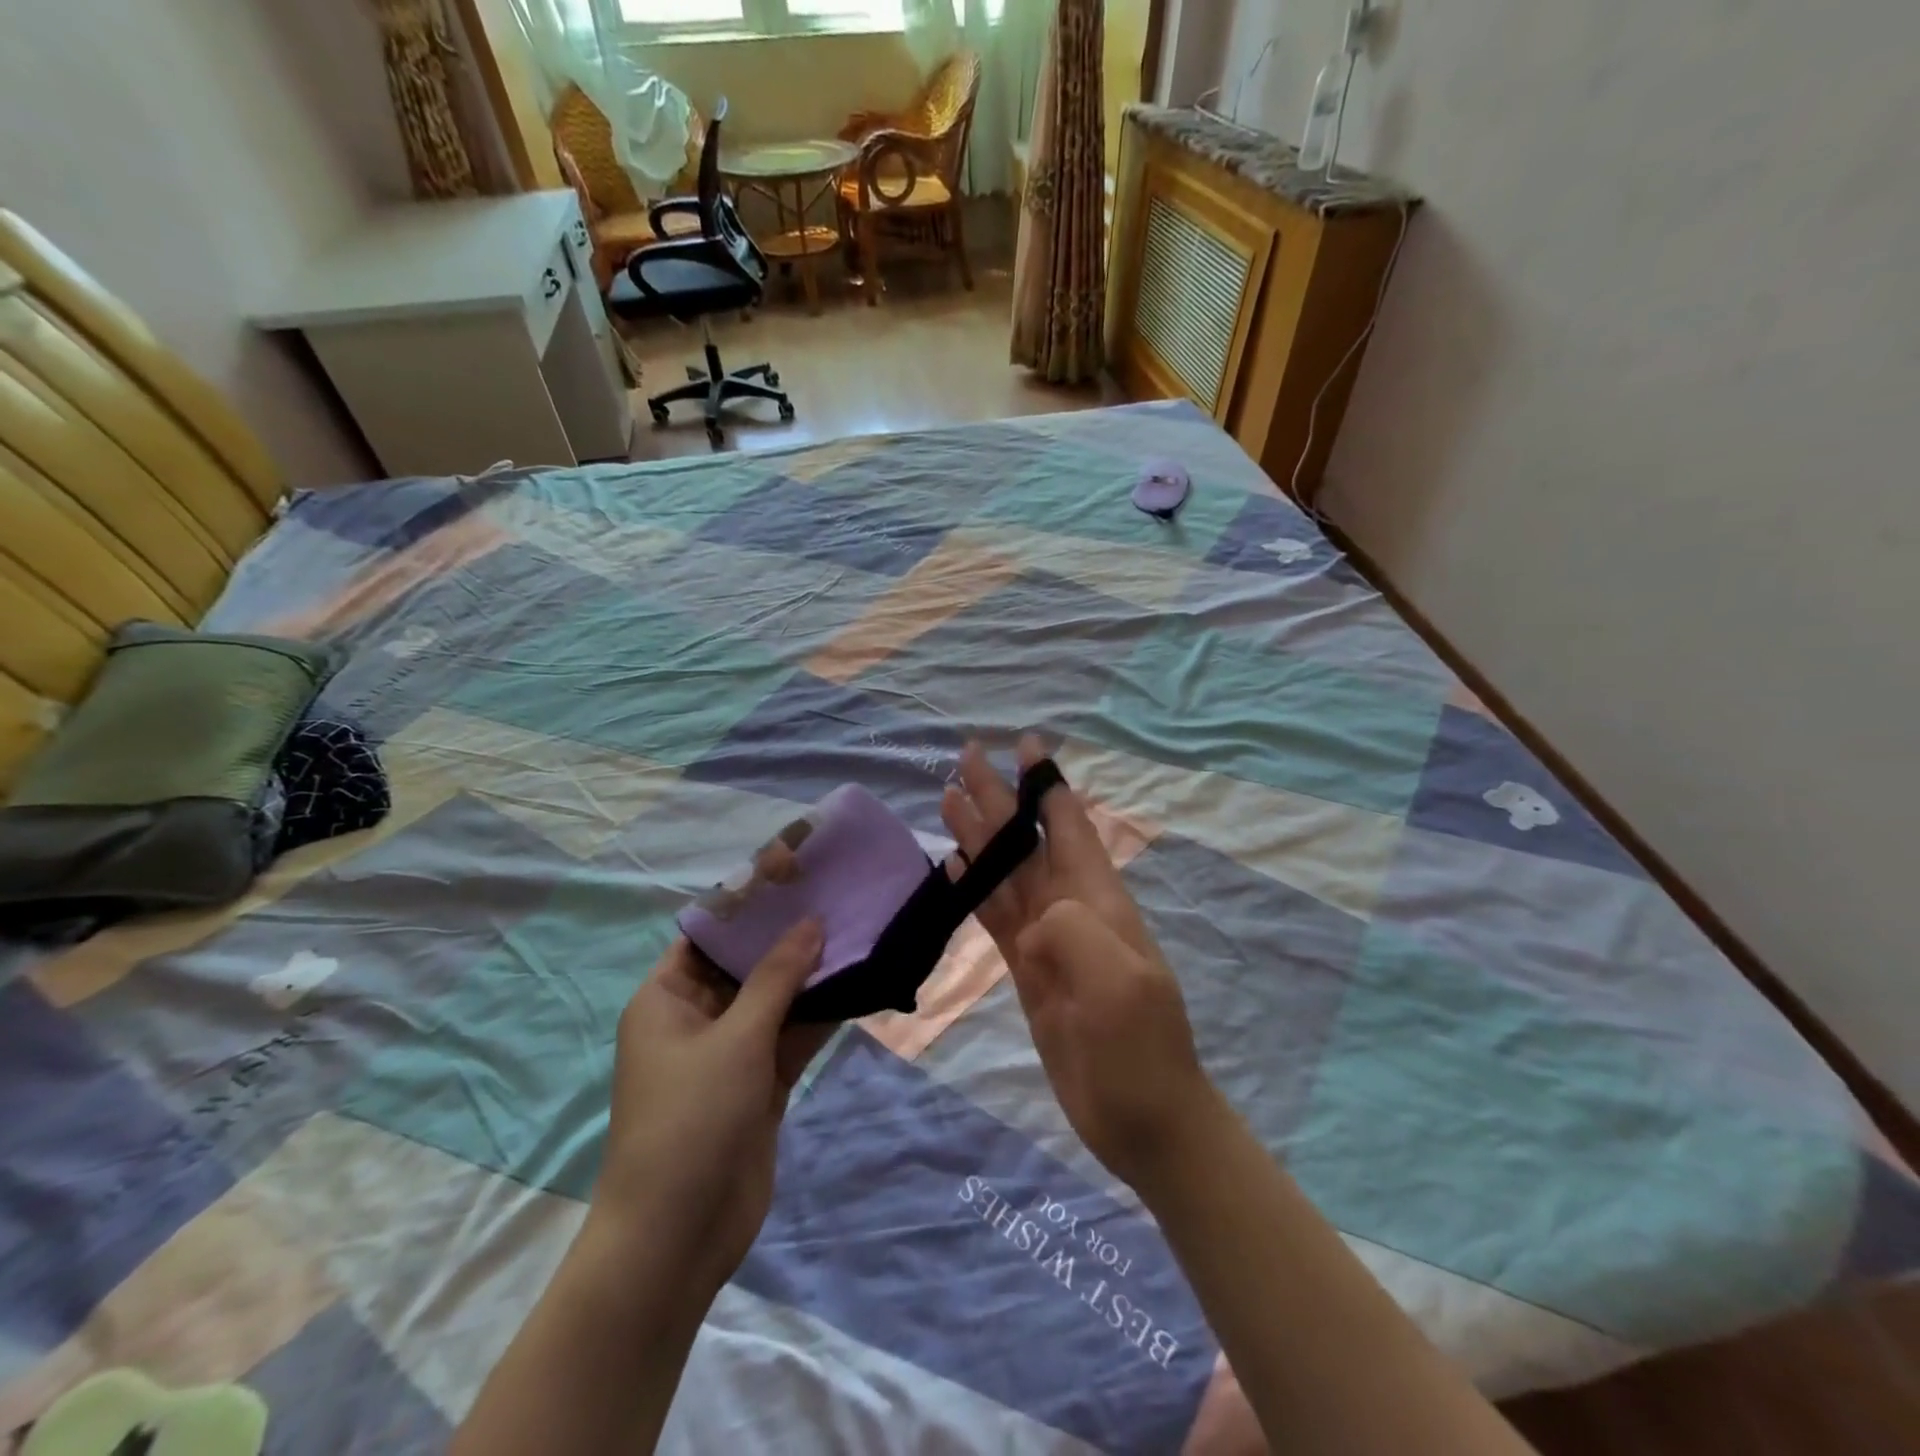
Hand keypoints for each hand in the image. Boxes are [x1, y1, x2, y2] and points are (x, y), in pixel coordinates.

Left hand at [593, 922, 835, 1290]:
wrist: (678, 1236)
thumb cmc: (690, 1119)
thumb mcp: (734, 1038)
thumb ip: (777, 978)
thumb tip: (812, 923)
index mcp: (667, 999)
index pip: (707, 934)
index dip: (747, 902)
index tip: (793, 872)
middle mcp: (697, 1018)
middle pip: (746, 964)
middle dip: (788, 935)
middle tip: (836, 896)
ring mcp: (731, 1052)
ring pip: (776, 999)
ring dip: (811, 974)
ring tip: (857, 930)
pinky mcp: (760, 1083)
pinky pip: (792, 1036)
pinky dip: (820, 1014)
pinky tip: (858, 984)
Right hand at [940, 739, 1217, 1190]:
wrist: (1142, 1117)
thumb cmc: (1139, 1049)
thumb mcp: (1117, 985)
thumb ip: (1075, 934)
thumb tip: (1034, 916)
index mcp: (1098, 900)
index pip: (1067, 826)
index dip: (1046, 785)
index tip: (1025, 745)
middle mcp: (1071, 908)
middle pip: (1025, 841)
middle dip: (999, 799)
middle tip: (965, 757)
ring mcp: (1048, 940)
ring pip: (1005, 873)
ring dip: (979, 836)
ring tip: (948, 798)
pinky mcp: (1028, 970)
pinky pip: (997, 917)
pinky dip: (975, 888)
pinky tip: (955, 867)